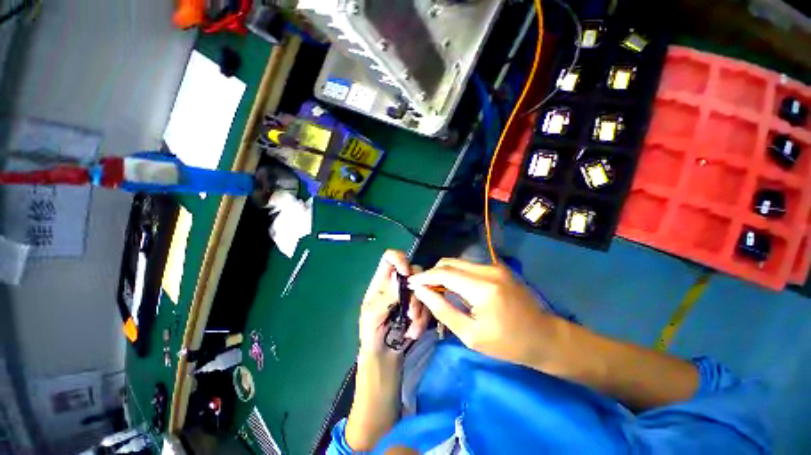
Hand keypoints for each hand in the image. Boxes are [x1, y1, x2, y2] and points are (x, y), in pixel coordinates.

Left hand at [359, 250, 429, 359]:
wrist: (384, 355)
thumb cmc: (372, 333)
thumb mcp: (373, 314)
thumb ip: (387, 295)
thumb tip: (402, 278)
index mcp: (382, 281)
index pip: (390, 257)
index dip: (400, 258)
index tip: (406, 273)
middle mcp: (398, 283)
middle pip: (413, 271)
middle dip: (415, 292)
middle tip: (411, 312)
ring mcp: (410, 294)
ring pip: (424, 289)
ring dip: (419, 310)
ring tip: (410, 327)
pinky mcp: (420, 307)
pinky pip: (429, 305)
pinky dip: (423, 320)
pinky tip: (413, 332)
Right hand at [408, 258, 560, 369]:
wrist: (544, 337)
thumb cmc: (507, 344)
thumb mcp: (470, 335)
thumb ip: (443, 310)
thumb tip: (421, 292)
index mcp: (483, 288)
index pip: (444, 274)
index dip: (424, 277)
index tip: (410, 283)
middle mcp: (489, 270)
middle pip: (449, 263)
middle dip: (432, 274)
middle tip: (422, 289)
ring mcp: (494, 266)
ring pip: (457, 262)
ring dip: (443, 273)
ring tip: (435, 289)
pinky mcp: (497, 267)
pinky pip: (468, 266)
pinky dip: (455, 274)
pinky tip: (453, 288)